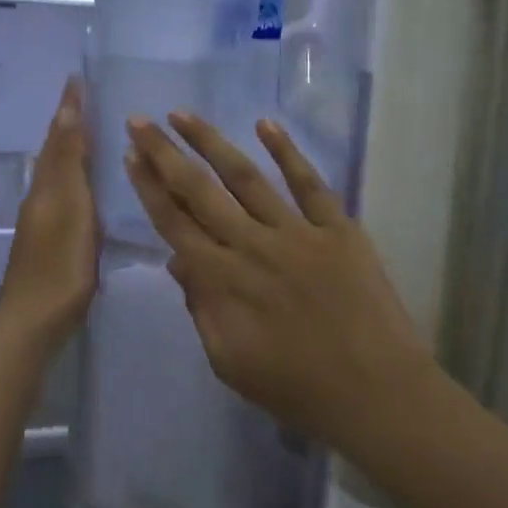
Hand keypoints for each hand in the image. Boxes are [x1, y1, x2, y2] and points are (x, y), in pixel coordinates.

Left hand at [0, 78, 96, 352]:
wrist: (34, 320)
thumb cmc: (59, 263)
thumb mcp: (70, 207)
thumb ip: (69, 163)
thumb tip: (66, 113)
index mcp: (49, 186)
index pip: (60, 136)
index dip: (69, 108)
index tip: (76, 78)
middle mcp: (43, 196)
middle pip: (55, 152)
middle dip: (69, 124)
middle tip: (87, 99)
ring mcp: (45, 220)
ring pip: (58, 172)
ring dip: (72, 149)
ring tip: (93, 133)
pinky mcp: (52, 239)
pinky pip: (65, 193)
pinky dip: (76, 177)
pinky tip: (89, 186)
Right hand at [122, 110, 433, 452]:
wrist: (376, 394)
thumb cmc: (297, 387)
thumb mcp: (228, 362)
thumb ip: (199, 308)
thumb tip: (177, 259)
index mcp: (223, 280)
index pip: (174, 223)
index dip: (149, 188)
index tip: (130, 156)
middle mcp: (252, 245)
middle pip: (199, 190)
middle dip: (164, 153)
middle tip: (139, 120)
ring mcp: (297, 232)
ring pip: (245, 177)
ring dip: (211, 142)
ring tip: (183, 114)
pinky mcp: (337, 228)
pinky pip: (309, 183)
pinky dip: (287, 151)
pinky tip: (265, 124)